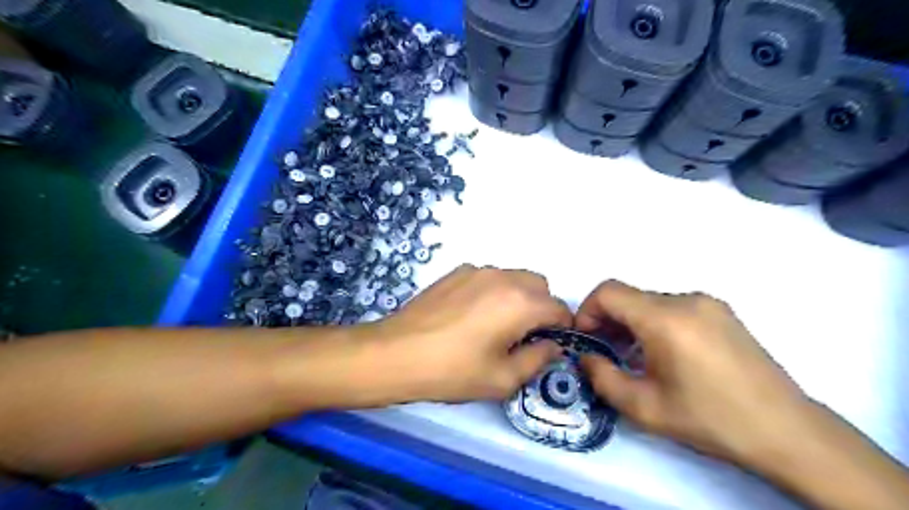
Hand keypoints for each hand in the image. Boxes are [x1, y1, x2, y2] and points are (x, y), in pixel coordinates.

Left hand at [367, 265, 565, 403]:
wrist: (397, 353)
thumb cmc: (453, 371)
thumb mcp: (502, 378)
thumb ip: (538, 359)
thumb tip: (552, 345)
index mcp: (520, 302)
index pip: (559, 308)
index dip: (561, 328)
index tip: (549, 345)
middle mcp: (503, 277)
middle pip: (539, 286)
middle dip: (541, 308)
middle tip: (522, 336)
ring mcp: (477, 271)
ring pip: (514, 278)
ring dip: (517, 297)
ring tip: (494, 325)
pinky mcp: (456, 272)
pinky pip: (489, 277)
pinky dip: (493, 291)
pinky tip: (470, 315)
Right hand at [573, 281, 808, 468]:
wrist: (787, 431)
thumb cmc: (710, 419)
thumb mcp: (644, 408)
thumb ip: (602, 378)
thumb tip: (586, 357)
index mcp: (665, 319)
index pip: (608, 292)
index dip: (587, 311)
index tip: (588, 340)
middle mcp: (686, 300)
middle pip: (629, 296)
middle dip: (608, 320)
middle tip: (606, 354)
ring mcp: (708, 303)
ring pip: (649, 302)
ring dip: (632, 323)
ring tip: (635, 358)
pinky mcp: (722, 312)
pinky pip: (673, 308)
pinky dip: (655, 324)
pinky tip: (665, 355)